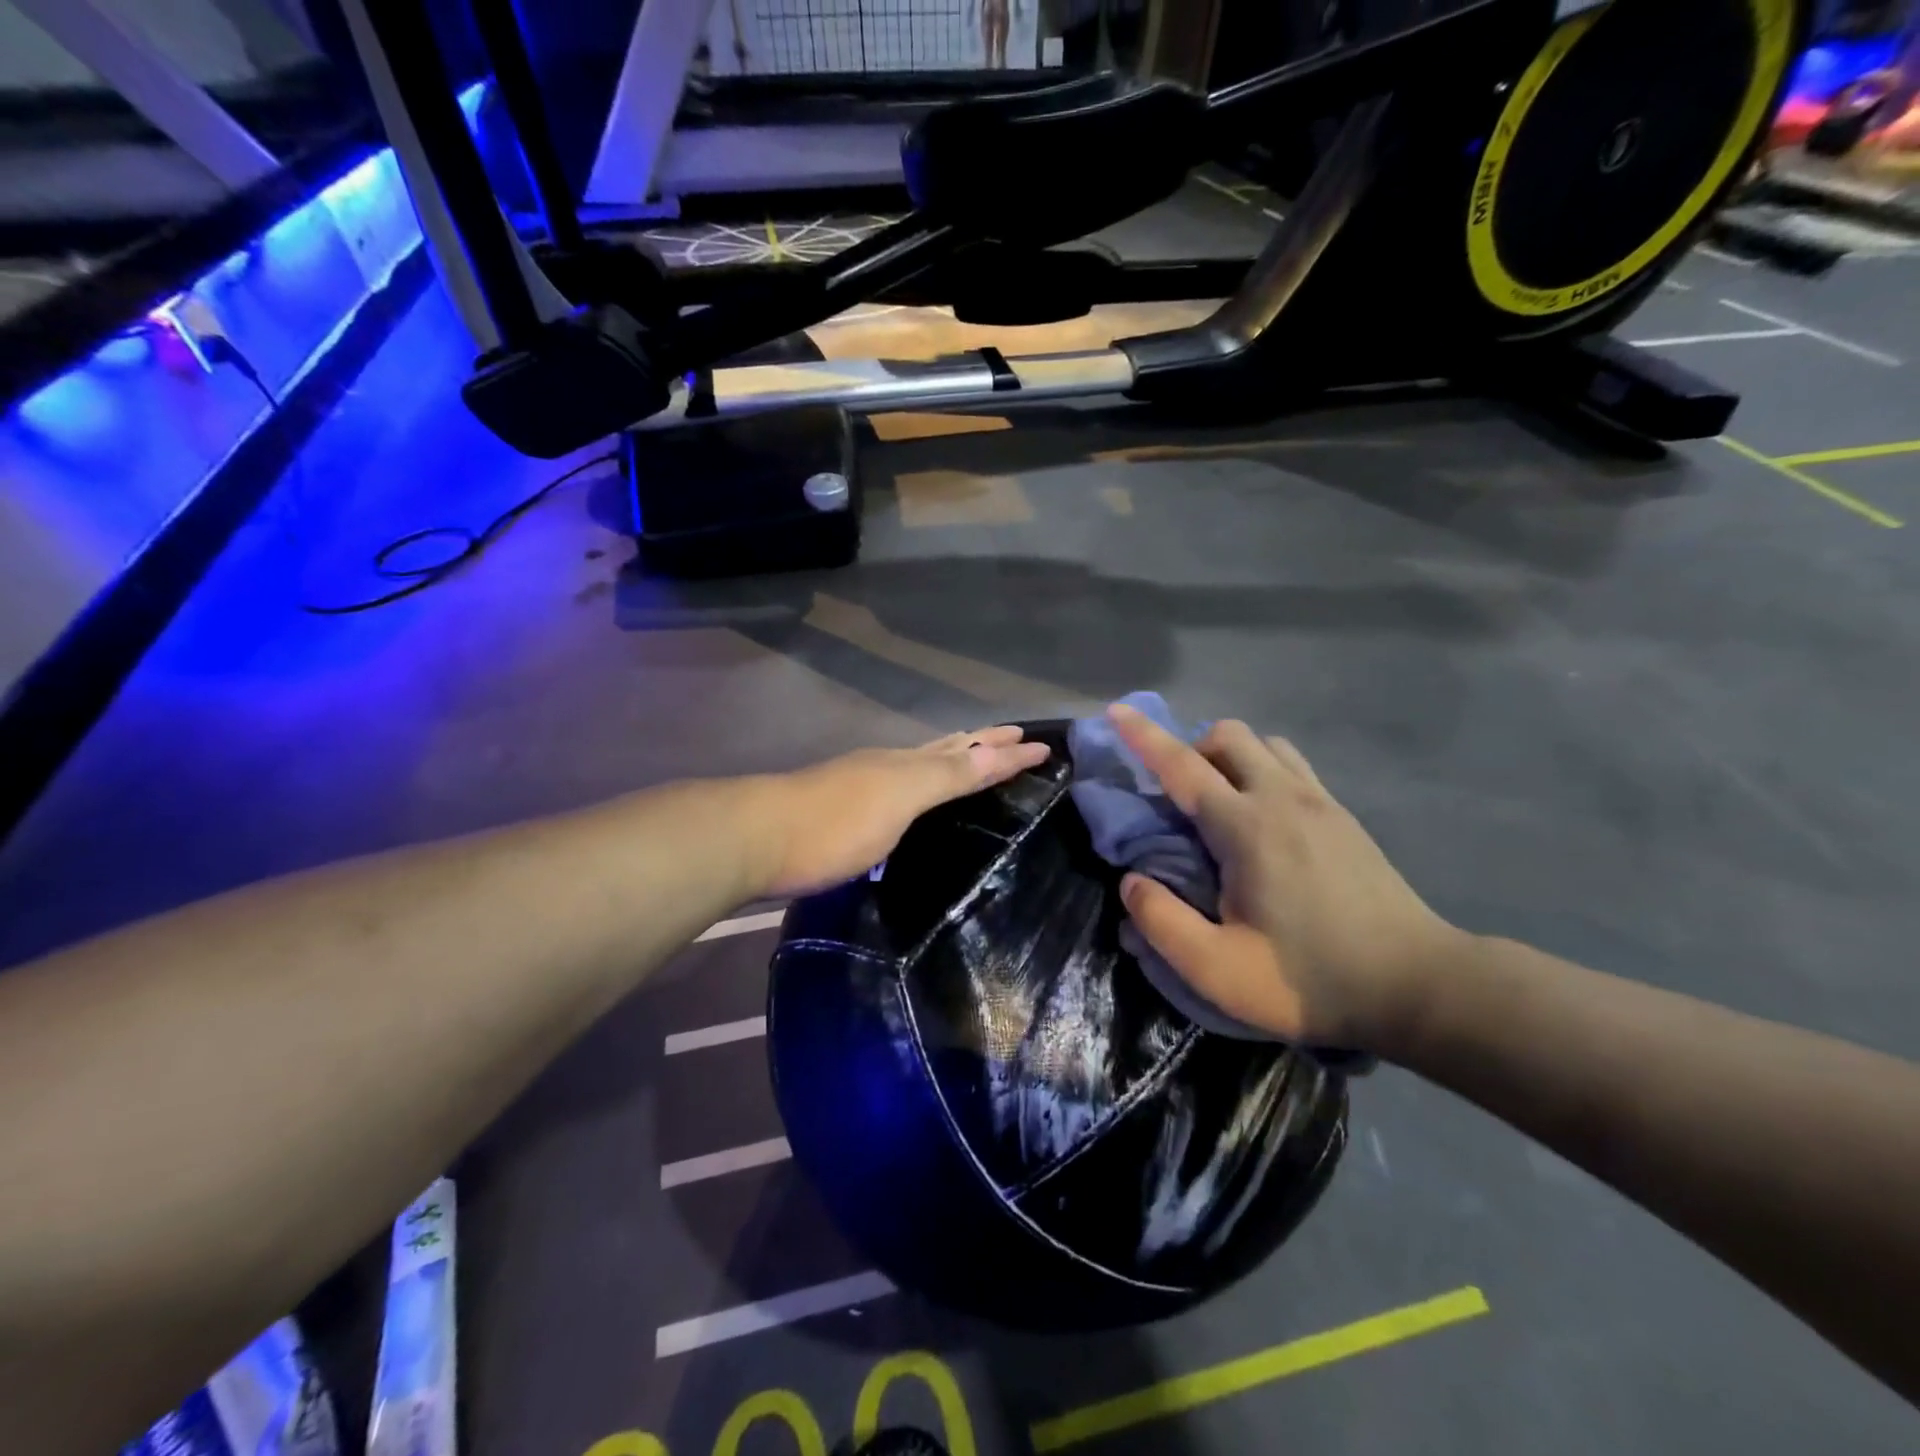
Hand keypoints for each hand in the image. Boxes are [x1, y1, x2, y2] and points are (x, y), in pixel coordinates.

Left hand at [754, 727, 1049, 897]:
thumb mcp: (900, 796)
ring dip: (952, 760)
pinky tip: (915, 801)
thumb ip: (947, 773)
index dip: (1006, 752)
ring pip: (919, 765)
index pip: (968, 751)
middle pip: (944, 749)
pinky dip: (923, 785)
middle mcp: (888, 767)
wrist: (755, 839)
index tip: (1045, 746)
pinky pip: (898, 788)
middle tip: (1014, 737)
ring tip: (973, 759)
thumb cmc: (834, 823)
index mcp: (906, 763)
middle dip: (981, 743)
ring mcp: (862, 786)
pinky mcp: (843, 812)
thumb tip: (997, 749)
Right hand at [1109, 704, 1460, 1049]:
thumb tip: (1130, 882)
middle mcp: (1283, 798)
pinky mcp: (1343, 817)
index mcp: (1246, 828)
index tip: (1115, 711)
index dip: (1143, 736)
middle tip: (1177, 797)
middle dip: (1190, 747)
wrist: (1419, 987)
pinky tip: (1262, 818)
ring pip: (1264, 745)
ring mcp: (1320, 802)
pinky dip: (1262, 770)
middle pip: (1228, 736)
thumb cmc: (1310, 980)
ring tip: (1219, 802)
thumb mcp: (1218, 969)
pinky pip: (1292, 766)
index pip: (1182, 766)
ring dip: (1230, 756)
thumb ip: (1162, 922)